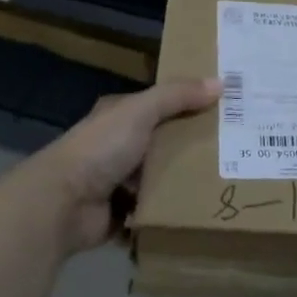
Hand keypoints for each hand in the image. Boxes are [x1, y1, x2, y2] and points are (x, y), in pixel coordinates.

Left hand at [35, 78, 220, 253]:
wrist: (61, 204)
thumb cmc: (100, 149)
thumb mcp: (141, 112)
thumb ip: (177, 96)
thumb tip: (220, 83)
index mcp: (119, 117)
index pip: (160, 106)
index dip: (189, 104)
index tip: (224, 110)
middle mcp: (117, 147)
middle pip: (164, 143)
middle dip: (193, 147)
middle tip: (234, 149)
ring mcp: (117, 183)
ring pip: (161, 178)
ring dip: (184, 182)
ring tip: (225, 180)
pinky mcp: (121, 214)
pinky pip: (155, 210)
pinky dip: (170, 211)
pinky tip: (200, 208)